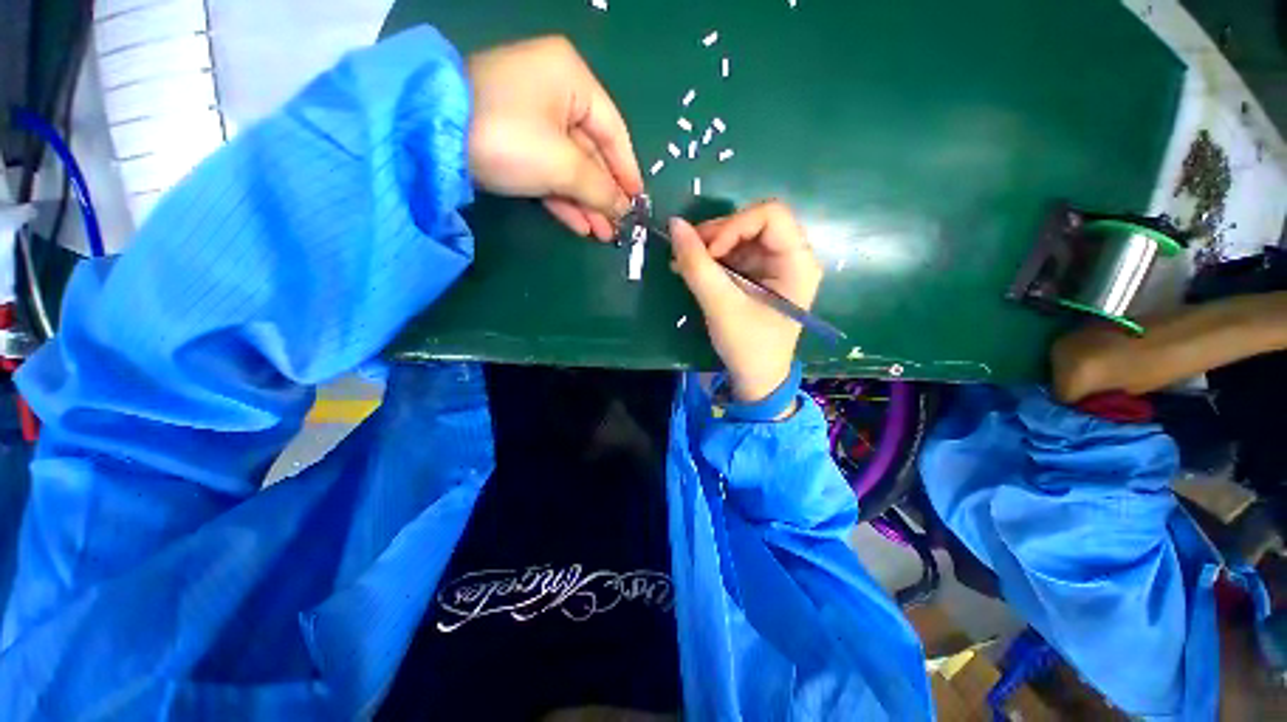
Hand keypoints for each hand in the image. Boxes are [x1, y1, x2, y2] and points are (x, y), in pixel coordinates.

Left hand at [467, 37, 642, 240]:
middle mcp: (554, 92)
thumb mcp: (563, 164)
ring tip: (603, 235)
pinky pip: (548, 171)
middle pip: (592, 152)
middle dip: (604, 195)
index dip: (628, 171)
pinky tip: (581, 225)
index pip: (614, 131)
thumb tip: (623, 209)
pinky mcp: (512, 141)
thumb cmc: (510, 137)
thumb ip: (599, 188)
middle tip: (619, 227)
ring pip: (570, 166)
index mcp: (572, 79)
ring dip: (586, 203)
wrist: (431, 138)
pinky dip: (563, 199)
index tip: (638, 203)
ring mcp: (531, 118)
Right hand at [670, 201, 822, 402]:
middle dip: (718, 235)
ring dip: (710, 246)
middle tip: (687, 252)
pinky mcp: (759, 276)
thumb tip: (674, 224)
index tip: (709, 253)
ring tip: (683, 263)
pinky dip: (711, 259)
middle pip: (754, 222)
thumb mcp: (721, 306)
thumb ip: (697, 265)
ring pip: (740, 236)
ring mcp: (775, 266)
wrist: (756, 379)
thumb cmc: (748, 346)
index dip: (735, 226)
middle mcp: (791, 257)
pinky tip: (691, 269)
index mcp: (798, 263)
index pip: (770, 215)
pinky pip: (735, 254)